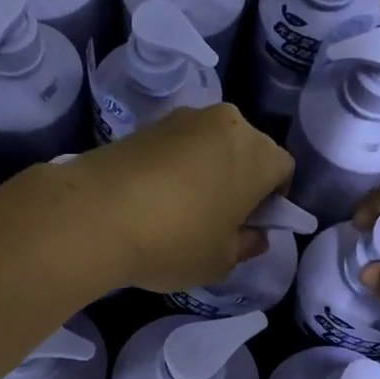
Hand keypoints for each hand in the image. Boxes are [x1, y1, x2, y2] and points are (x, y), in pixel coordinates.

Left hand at [62, 104, 293, 292]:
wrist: (95, 214)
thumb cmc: (174, 241)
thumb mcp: (220, 260)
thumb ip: (246, 245)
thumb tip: (255, 234)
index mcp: (257, 154)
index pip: (284, 170)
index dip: (274, 200)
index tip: (251, 225)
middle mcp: (226, 123)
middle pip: (248, 150)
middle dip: (241, 180)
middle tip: (219, 218)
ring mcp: (183, 118)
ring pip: (210, 145)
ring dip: (207, 170)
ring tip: (182, 209)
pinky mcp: (146, 124)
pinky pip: (177, 146)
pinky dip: (175, 167)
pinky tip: (154, 198)